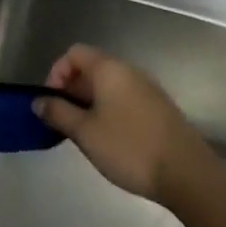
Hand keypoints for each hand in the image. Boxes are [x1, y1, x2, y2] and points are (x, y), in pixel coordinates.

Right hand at [36, 45, 213, 203]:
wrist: (187, 173)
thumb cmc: (129, 147)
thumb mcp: (85, 132)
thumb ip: (58, 113)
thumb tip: (39, 101)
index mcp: (110, 69)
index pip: (74, 53)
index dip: (56, 73)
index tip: (51, 102)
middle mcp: (129, 71)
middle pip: (91, 67)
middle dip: (71, 90)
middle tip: (63, 122)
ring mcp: (147, 89)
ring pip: (108, 86)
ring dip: (89, 103)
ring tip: (82, 133)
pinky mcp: (158, 108)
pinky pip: (124, 99)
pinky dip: (109, 111)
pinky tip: (108, 139)